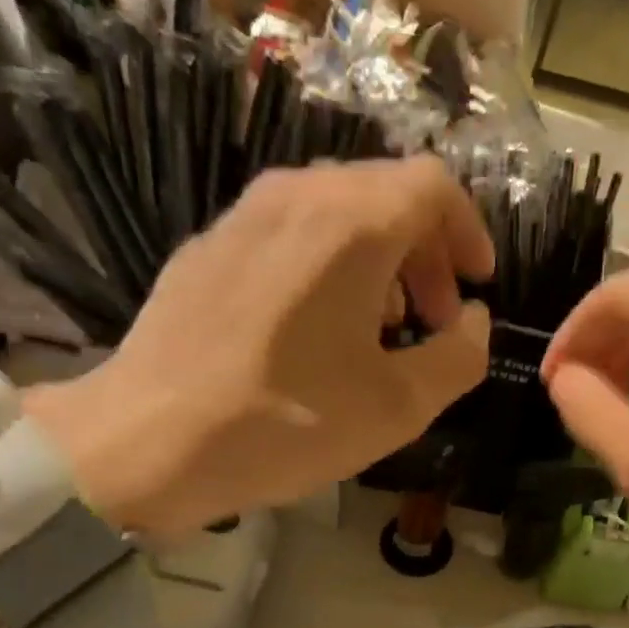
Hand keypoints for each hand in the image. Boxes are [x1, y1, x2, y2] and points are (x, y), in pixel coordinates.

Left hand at [29, 158, 493, 545]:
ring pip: (336, 213)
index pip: (434, 186)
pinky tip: (318, 333)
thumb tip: (473, 323)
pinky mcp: (208, 248)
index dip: (470, 232)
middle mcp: (296, 196)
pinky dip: (328, 267)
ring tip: (380, 332)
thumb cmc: (288, 422)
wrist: (150, 441)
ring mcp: (243, 216)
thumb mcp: (400, 407)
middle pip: (385, 195)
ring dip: (379, 263)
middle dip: (427, 255)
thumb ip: (460, 357)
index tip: (478, 286)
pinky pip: (289, 235)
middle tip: (434, 321)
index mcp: (351, 224)